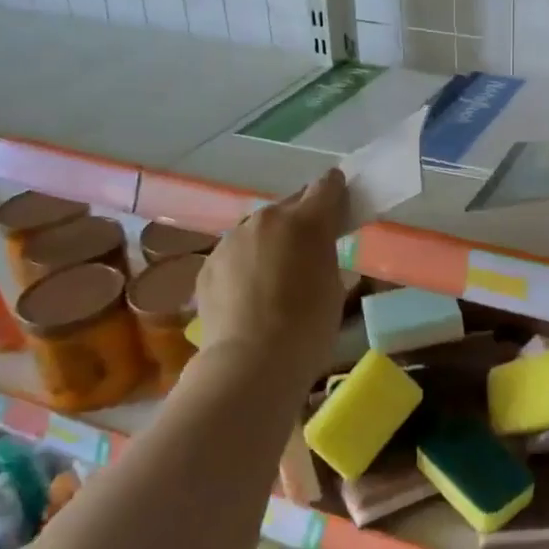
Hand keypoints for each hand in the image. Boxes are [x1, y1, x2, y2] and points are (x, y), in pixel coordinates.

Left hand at [195, 169, 346, 382]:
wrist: (251, 362)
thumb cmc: (308, 327)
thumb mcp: (334, 286)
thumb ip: (324, 255)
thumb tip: (314, 250)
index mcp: (306, 221)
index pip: (326, 186)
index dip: (335, 190)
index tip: (340, 198)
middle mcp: (266, 219)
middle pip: (289, 206)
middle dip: (300, 220)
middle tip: (308, 247)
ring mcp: (232, 239)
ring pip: (258, 230)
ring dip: (269, 242)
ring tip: (274, 275)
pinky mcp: (209, 263)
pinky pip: (235, 254)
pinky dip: (245, 265)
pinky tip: (249, 294)